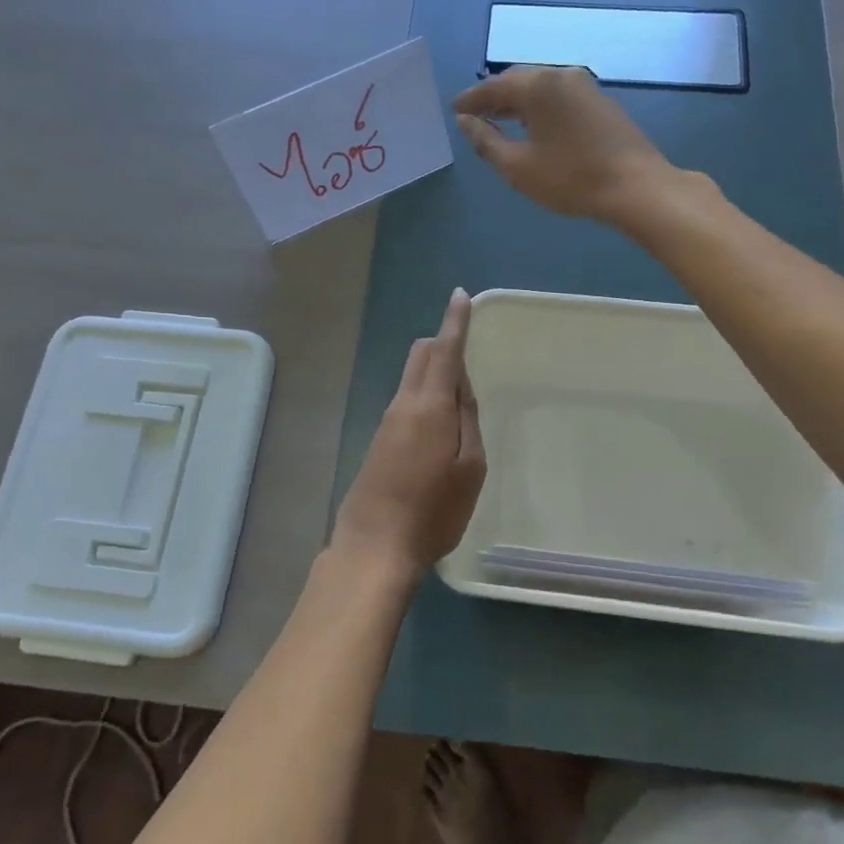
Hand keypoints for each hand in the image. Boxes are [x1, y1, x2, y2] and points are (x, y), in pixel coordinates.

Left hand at [332, 288, 485, 577]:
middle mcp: (403, 404)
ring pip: (412, 379)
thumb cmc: (433, 511)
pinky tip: (438, 428)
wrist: (374, 546)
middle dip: (442, 343)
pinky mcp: (379, 441)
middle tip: (467, 351)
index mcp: (429, 405)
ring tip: (461, 403)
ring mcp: (387, 423)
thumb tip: (460, 386)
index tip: (459, 296)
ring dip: (435, 374)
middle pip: (421, 356)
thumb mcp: (469, 467)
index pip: (444, 351)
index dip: (455, 322)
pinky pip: (406, 402)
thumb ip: (467, 420)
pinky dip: (425, 397)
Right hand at [452, 66, 673, 225]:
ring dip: (517, 102)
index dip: (471, 99)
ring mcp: (585, 86)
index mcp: (537, 85)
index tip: (454, 110)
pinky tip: (533, 125)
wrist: (635, 186)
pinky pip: (558, 96)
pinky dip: (538, 106)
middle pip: (517, 81)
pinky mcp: (600, 101)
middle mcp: (560, 75)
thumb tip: (465, 122)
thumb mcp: (517, 166)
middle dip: (493, 97)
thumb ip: (486, 141)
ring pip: (540, 87)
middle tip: (474, 114)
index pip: (493, 86)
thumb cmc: (570, 178)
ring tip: (499, 120)